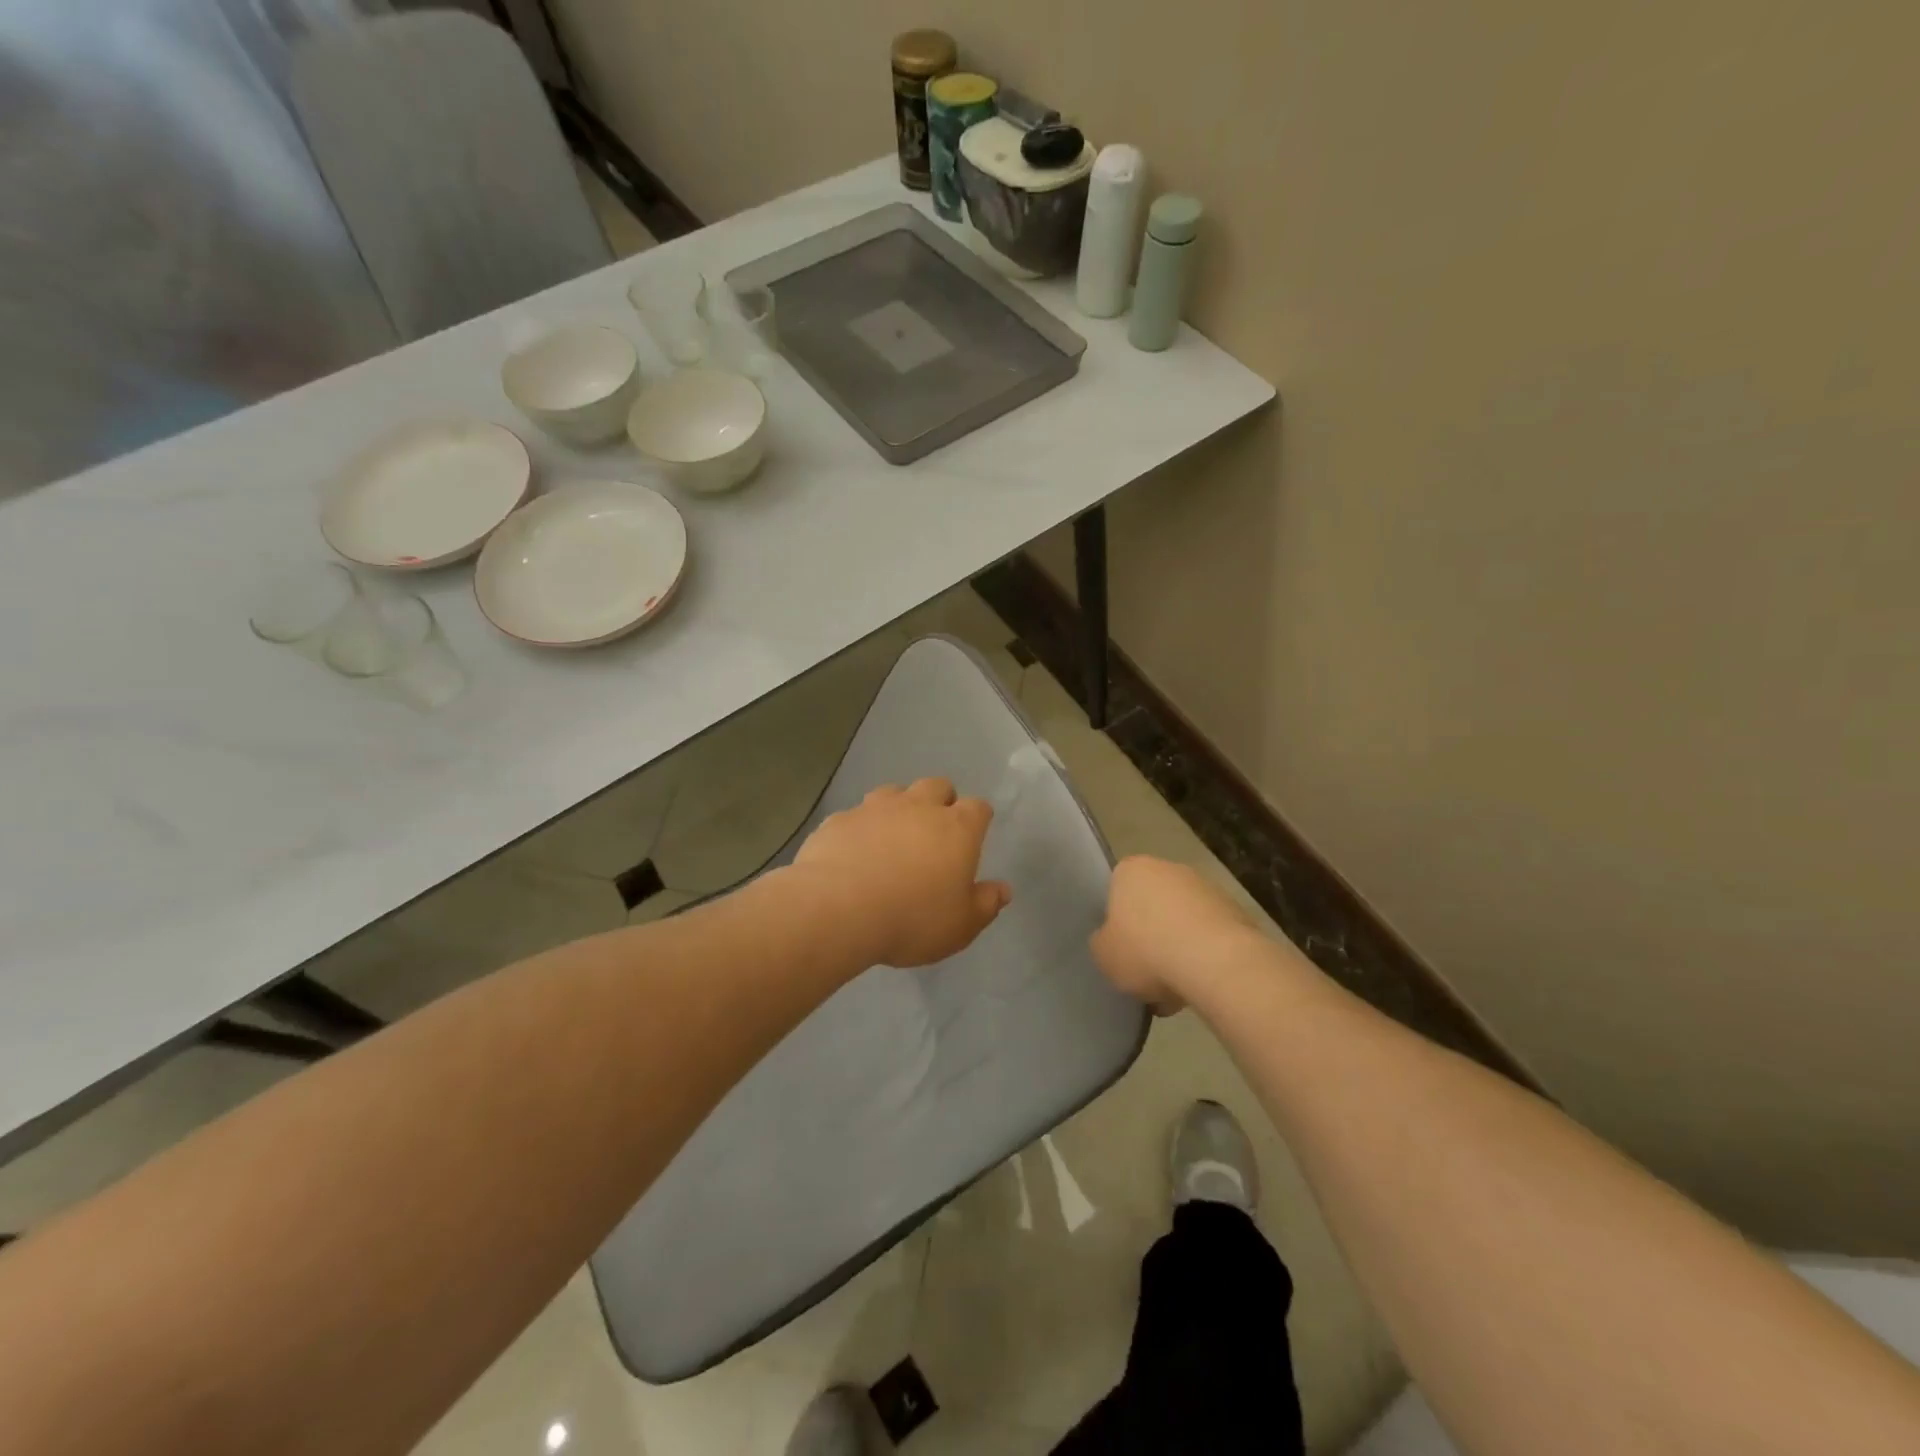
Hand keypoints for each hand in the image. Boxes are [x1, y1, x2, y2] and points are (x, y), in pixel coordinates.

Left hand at [791, 778, 1012, 968]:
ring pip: (894, 792)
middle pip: (937, 786)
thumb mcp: (960, 926)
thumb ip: (985, 904)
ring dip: (898, 809)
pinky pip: (856, 816)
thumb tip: (1003, 890)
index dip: (978, 819)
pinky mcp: (839, 819)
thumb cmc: (912, 918)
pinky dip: (860, 829)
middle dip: (940, 801)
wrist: (837, 909)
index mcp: (956, 828)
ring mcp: (875, 808)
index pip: (978, 808)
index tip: (974, 836)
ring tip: (892, 839)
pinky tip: (853, 854)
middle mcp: (918, 807)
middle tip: (934, 833)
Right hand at [1091, 856, 1261, 1012]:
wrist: (1216, 962)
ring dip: (1178, 949)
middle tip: (1146, 972)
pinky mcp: (1235, 911)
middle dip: (1150, 936)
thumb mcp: (1103, 954)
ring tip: (1175, 990)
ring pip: (1182, 922)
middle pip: (1152, 905)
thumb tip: (1111, 939)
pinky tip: (1199, 986)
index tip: (1121, 949)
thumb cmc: (1147, 950)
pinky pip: (1208, 936)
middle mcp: (1169, 868)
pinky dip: (1203, 957)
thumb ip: (1102, 942)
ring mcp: (1206, 887)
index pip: (1116, 890)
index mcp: (1131, 870)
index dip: (1117, 923)